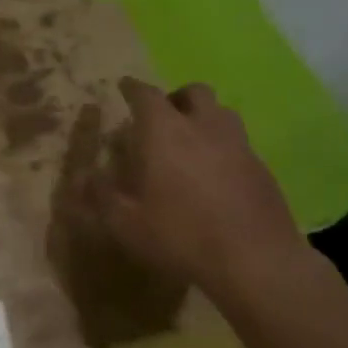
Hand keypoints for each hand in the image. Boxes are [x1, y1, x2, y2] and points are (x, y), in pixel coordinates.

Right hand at [90, 78, 308, 301]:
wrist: (254, 261)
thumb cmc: (180, 236)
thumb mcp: (125, 223)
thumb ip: (101, 195)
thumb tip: (85, 177)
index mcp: (164, 132)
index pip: (146, 94)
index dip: (132, 88)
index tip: (124, 86)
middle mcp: (204, 127)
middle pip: (193, 92)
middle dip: (175, 97)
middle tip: (162, 117)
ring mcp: (239, 145)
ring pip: (222, 113)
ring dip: (204, 118)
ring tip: (191, 142)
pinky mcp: (262, 168)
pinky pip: (239, 143)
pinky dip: (223, 147)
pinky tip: (216, 175)